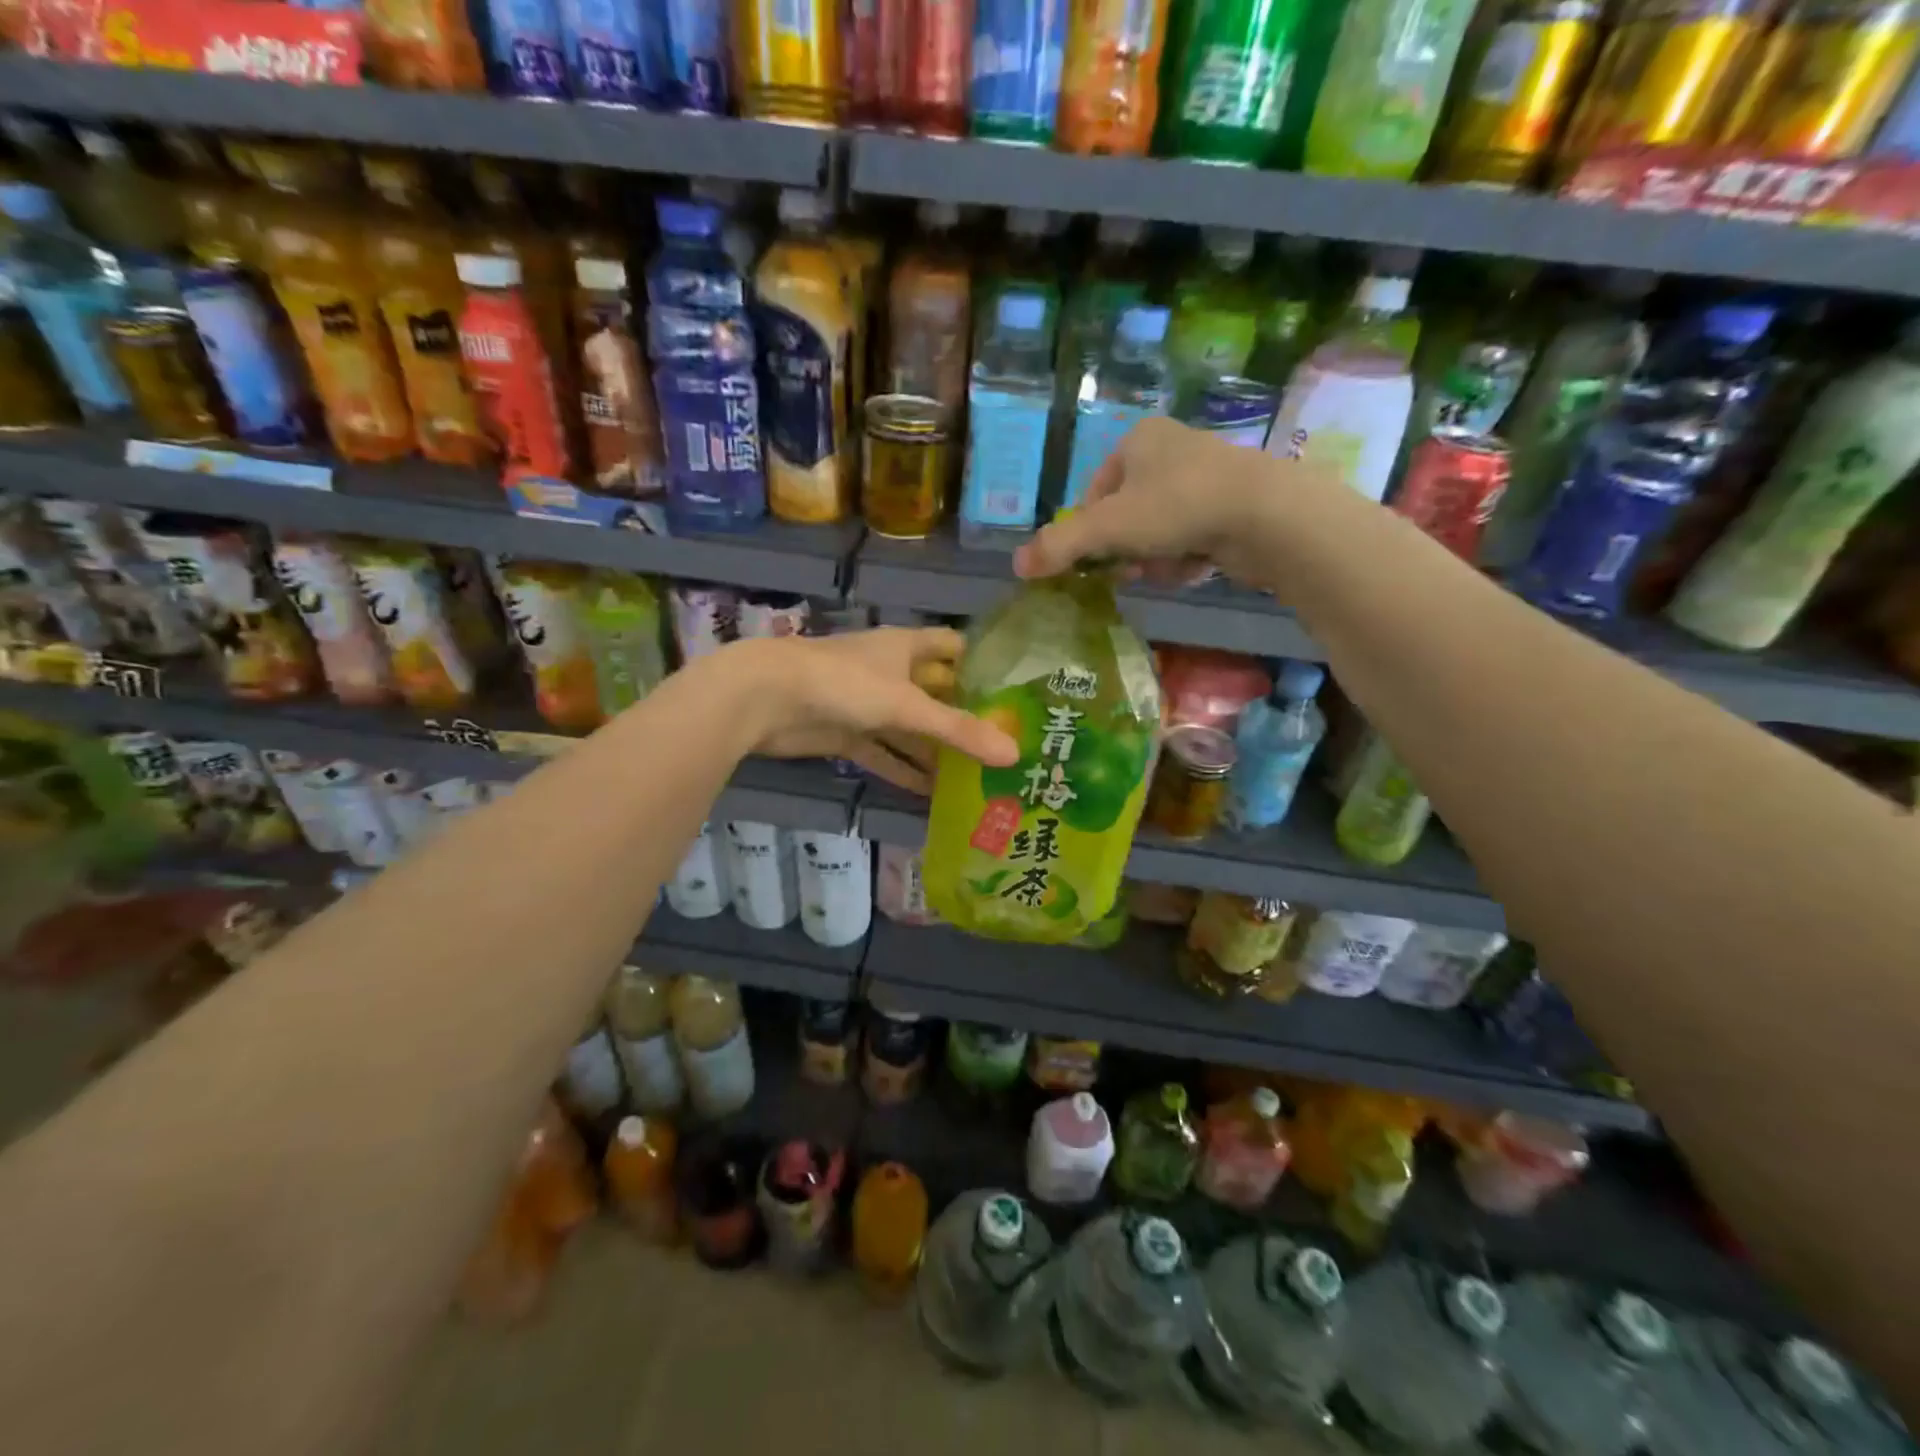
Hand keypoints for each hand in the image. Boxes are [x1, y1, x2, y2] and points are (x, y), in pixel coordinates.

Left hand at [732, 628, 1017, 793]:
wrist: (766, 699)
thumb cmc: (844, 683)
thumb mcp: (907, 704)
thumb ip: (958, 730)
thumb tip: (1014, 753)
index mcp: (906, 648)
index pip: (954, 647)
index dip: (983, 663)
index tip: (1018, 690)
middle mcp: (890, 673)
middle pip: (936, 693)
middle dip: (965, 717)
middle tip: (1008, 744)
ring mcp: (867, 706)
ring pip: (910, 729)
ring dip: (936, 751)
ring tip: (979, 776)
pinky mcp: (847, 735)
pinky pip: (885, 754)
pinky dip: (904, 771)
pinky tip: (933, 794)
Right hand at [1012, 417, 1339, 589]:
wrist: (1266, 514)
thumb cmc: (1176, 506)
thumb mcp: (1107, 528)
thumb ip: (1060, 545)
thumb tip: (1016, 565)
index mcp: (1138, 439)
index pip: (1094, 492)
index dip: (1090, 531)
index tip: (1097, 558)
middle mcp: (1171, 449)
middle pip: (1126, 514)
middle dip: (1126, 548)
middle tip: (1133, 569)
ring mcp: (1205, 475)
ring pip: (1158, 530)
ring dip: (1155, 557)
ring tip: (1169, 567)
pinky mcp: (1232, 504)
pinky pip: (1190, 536)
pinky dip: (1186, 557)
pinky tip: (1196, 565)